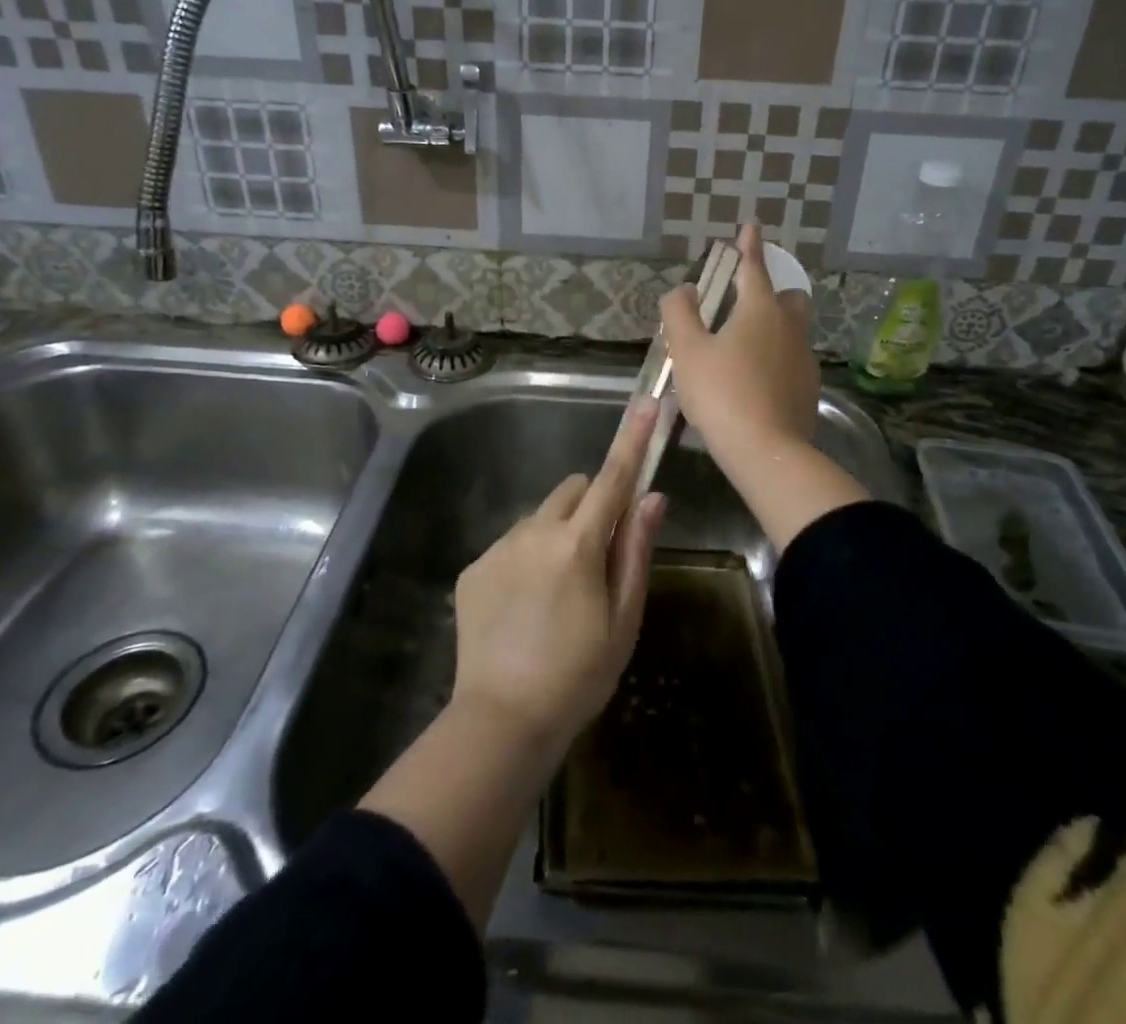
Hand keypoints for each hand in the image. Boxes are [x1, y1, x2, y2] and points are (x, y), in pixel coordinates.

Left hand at [451, 400, 666, 755]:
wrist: (502, 721)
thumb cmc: (579, 674)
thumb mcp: (624, 618)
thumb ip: (635, 550)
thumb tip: (652, 497)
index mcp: (578, 544)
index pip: (613, 478)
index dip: (632, 440)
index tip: (646, 404)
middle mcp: (535, 531)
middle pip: (574, 490)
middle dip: (592, 505)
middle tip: (599, 556)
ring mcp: (499, 547)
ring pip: (541, 517)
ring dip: (558, 534)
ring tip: (558, 595)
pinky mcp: (474, 567)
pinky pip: (512, 543)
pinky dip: (527, 557)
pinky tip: (525, 607)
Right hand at [660, 224, 820, 462]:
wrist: (765, 450)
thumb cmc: (721, 392)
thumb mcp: (687, 351)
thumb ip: (680, 313)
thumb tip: (684, 289)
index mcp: (760, 310)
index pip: (754, 268)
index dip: (748, 246)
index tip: (750, 226)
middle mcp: (789, 328)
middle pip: (787, 297)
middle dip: (770, 291)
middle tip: (745, 302)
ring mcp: (804, 359)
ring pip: (793, 330)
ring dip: (774, 327)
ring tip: (745, 347)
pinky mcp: (809, 389)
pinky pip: (793, 360)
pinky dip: (777, 359)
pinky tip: (757, 380)